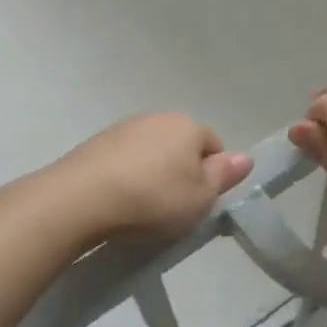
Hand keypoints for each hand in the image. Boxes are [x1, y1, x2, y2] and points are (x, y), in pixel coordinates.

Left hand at [51, 113, 251, 239]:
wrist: (80, 199)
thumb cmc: (153, 199)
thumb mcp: (200, 198)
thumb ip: (224, 176)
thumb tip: (246, 157)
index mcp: (188, 126)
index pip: (213, 145)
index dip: (212, 174)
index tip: (201, 203)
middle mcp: (158, 117)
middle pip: (180, 145)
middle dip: (181, 171)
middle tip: (174, 208)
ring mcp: (124, 128)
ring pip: (150, 151)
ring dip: (151, 173)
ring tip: (141, 209)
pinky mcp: (95, 143)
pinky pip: (122, 159)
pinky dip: (125, 176)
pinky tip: (117, 202)